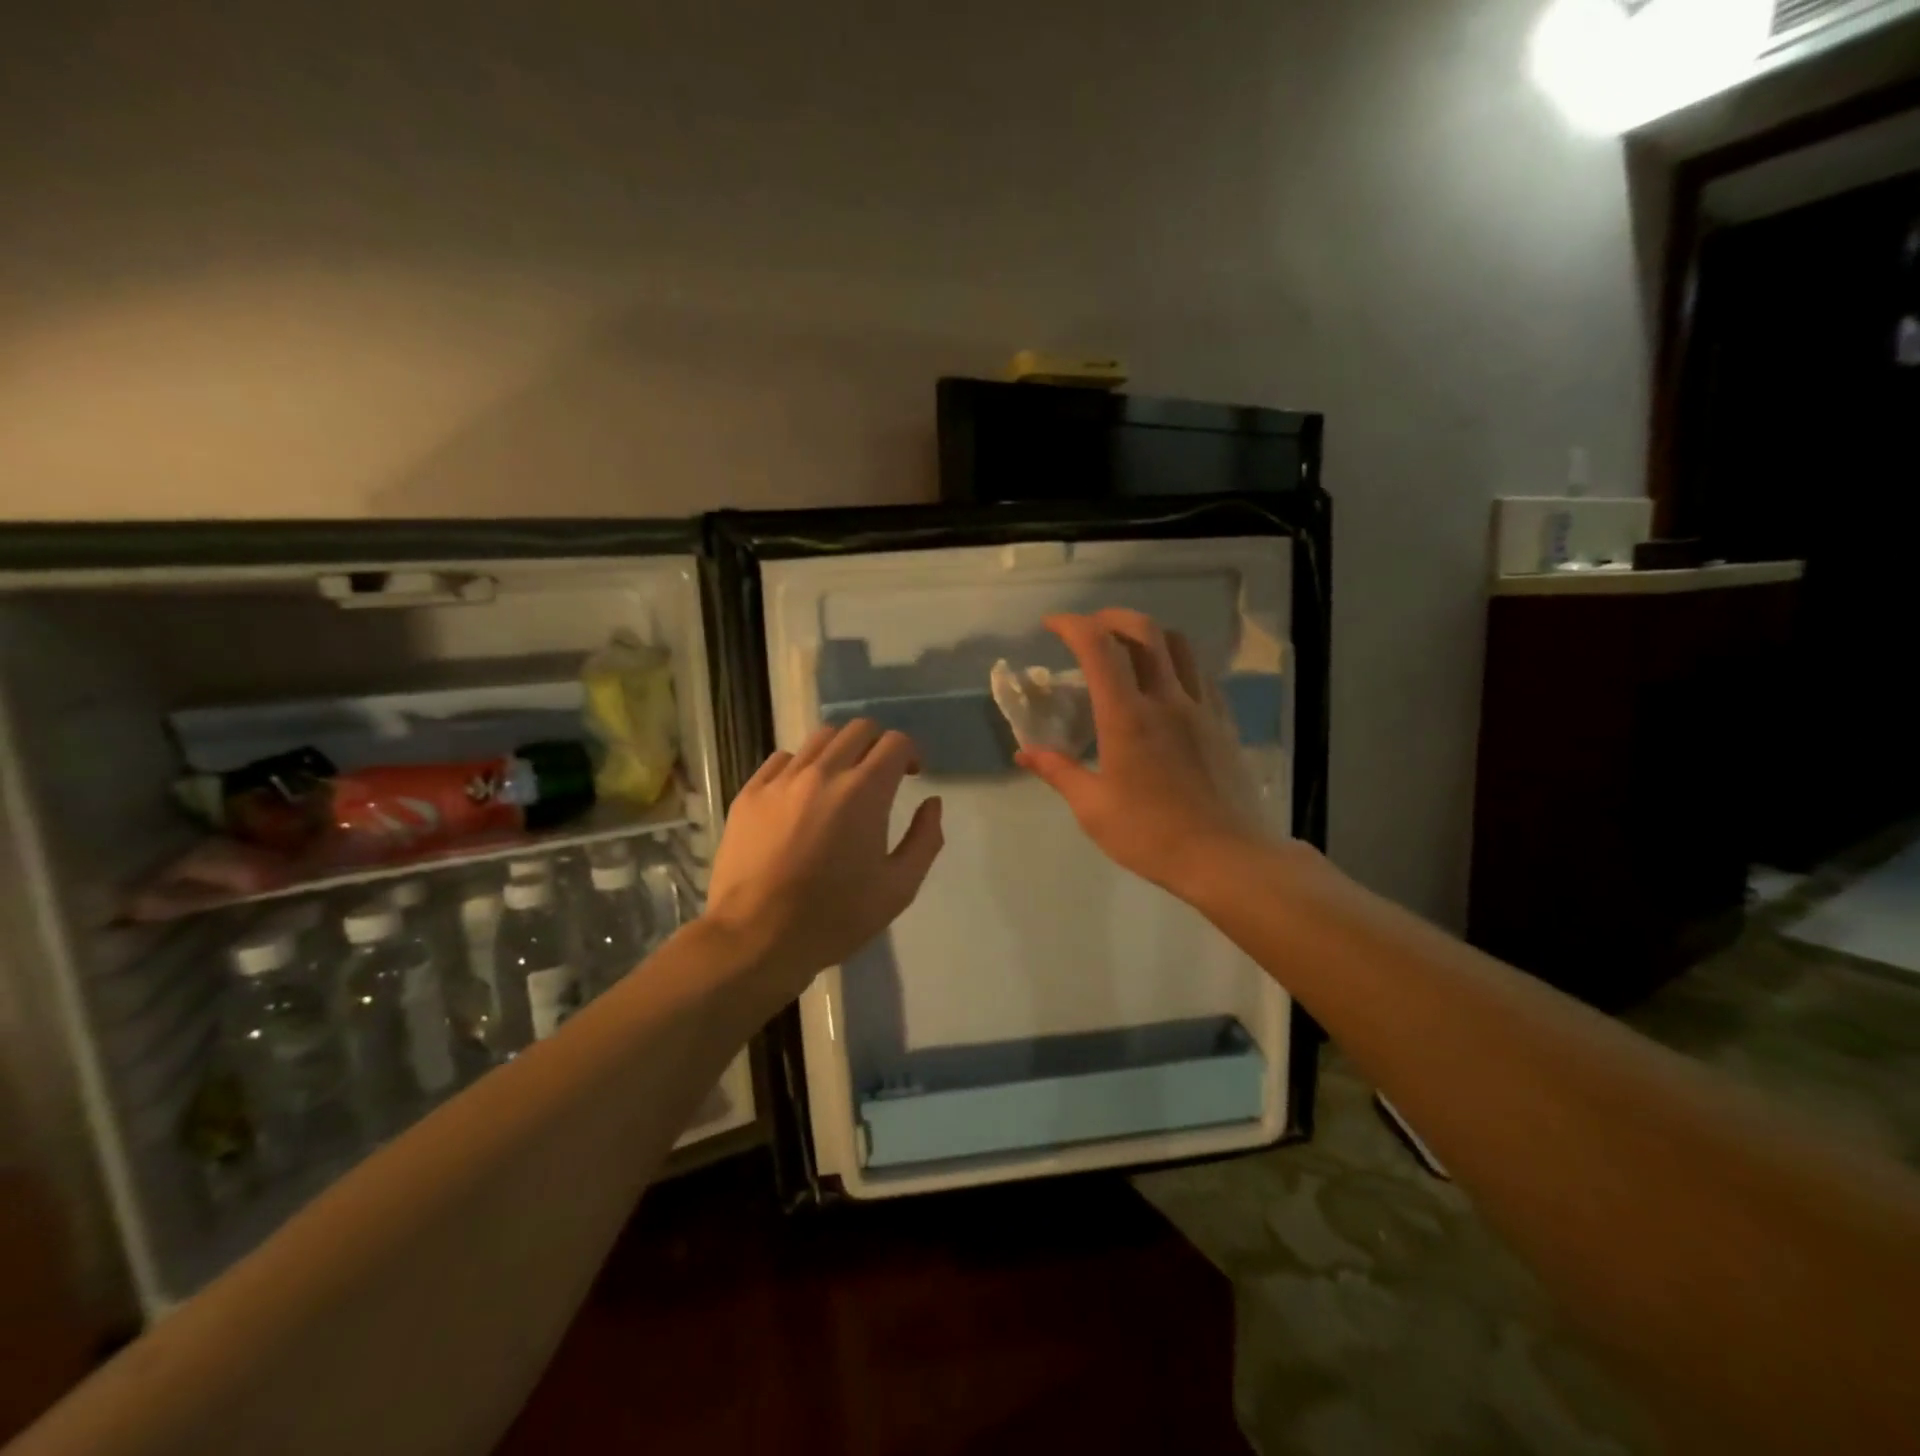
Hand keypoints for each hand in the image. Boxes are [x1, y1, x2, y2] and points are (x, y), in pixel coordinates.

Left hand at [704, 720, 944, 1004]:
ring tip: (841, 782)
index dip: (910, 753)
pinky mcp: (750, 793)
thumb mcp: (899, 888)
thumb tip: (931, 803)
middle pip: (858, 729)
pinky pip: (782, 760)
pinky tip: (802, 795)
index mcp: (864, 792)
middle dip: (878, 745)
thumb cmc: (835, 917)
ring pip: (819, 739)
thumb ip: (925, 839)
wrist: (756, 938)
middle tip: (881, 775)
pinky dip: (801, 766)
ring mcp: (781, 780)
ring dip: (841, 751)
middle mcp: (823, 773)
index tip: (911, 774)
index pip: (894, 742)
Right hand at [1017, 610, 1270, 896]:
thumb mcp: (1093, 809)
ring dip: (1147, 635)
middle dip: (1110, 617)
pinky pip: (1200, 674)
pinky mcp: (1224, 723)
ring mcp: (1201, 708)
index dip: (1071, 625)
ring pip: (1178, 645)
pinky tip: (1165, 686)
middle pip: (1143, 630)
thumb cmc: (1151, 835)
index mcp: (1127, 717)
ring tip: (1127, 651)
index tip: (1051, 625)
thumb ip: (1059, 772)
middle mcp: (1166, 699)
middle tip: (1088, 630)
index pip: (1098, 647)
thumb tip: (1025, 753)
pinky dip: (1176, 663)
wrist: (1226, 857)